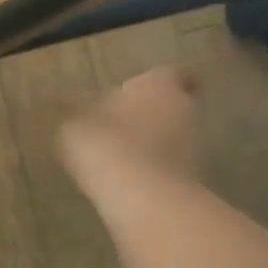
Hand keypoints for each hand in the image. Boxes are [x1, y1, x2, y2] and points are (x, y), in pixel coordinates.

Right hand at [57, 65, 202, 201]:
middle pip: (175, 104)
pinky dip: (153, 168)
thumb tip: (83, 111)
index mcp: (157, 84)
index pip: (171, 73)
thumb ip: (83, 113)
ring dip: (153, 141)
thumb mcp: (74, 123)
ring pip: (174, 135)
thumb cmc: (103, 142)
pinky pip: (169, 165)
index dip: (158, 81)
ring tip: (122, 152)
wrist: (138, 194)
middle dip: (153, 111)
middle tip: (125, 121)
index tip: (142, 90)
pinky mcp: (191, 177)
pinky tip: (127, 177)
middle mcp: (184, 108)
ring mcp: (193, 144)